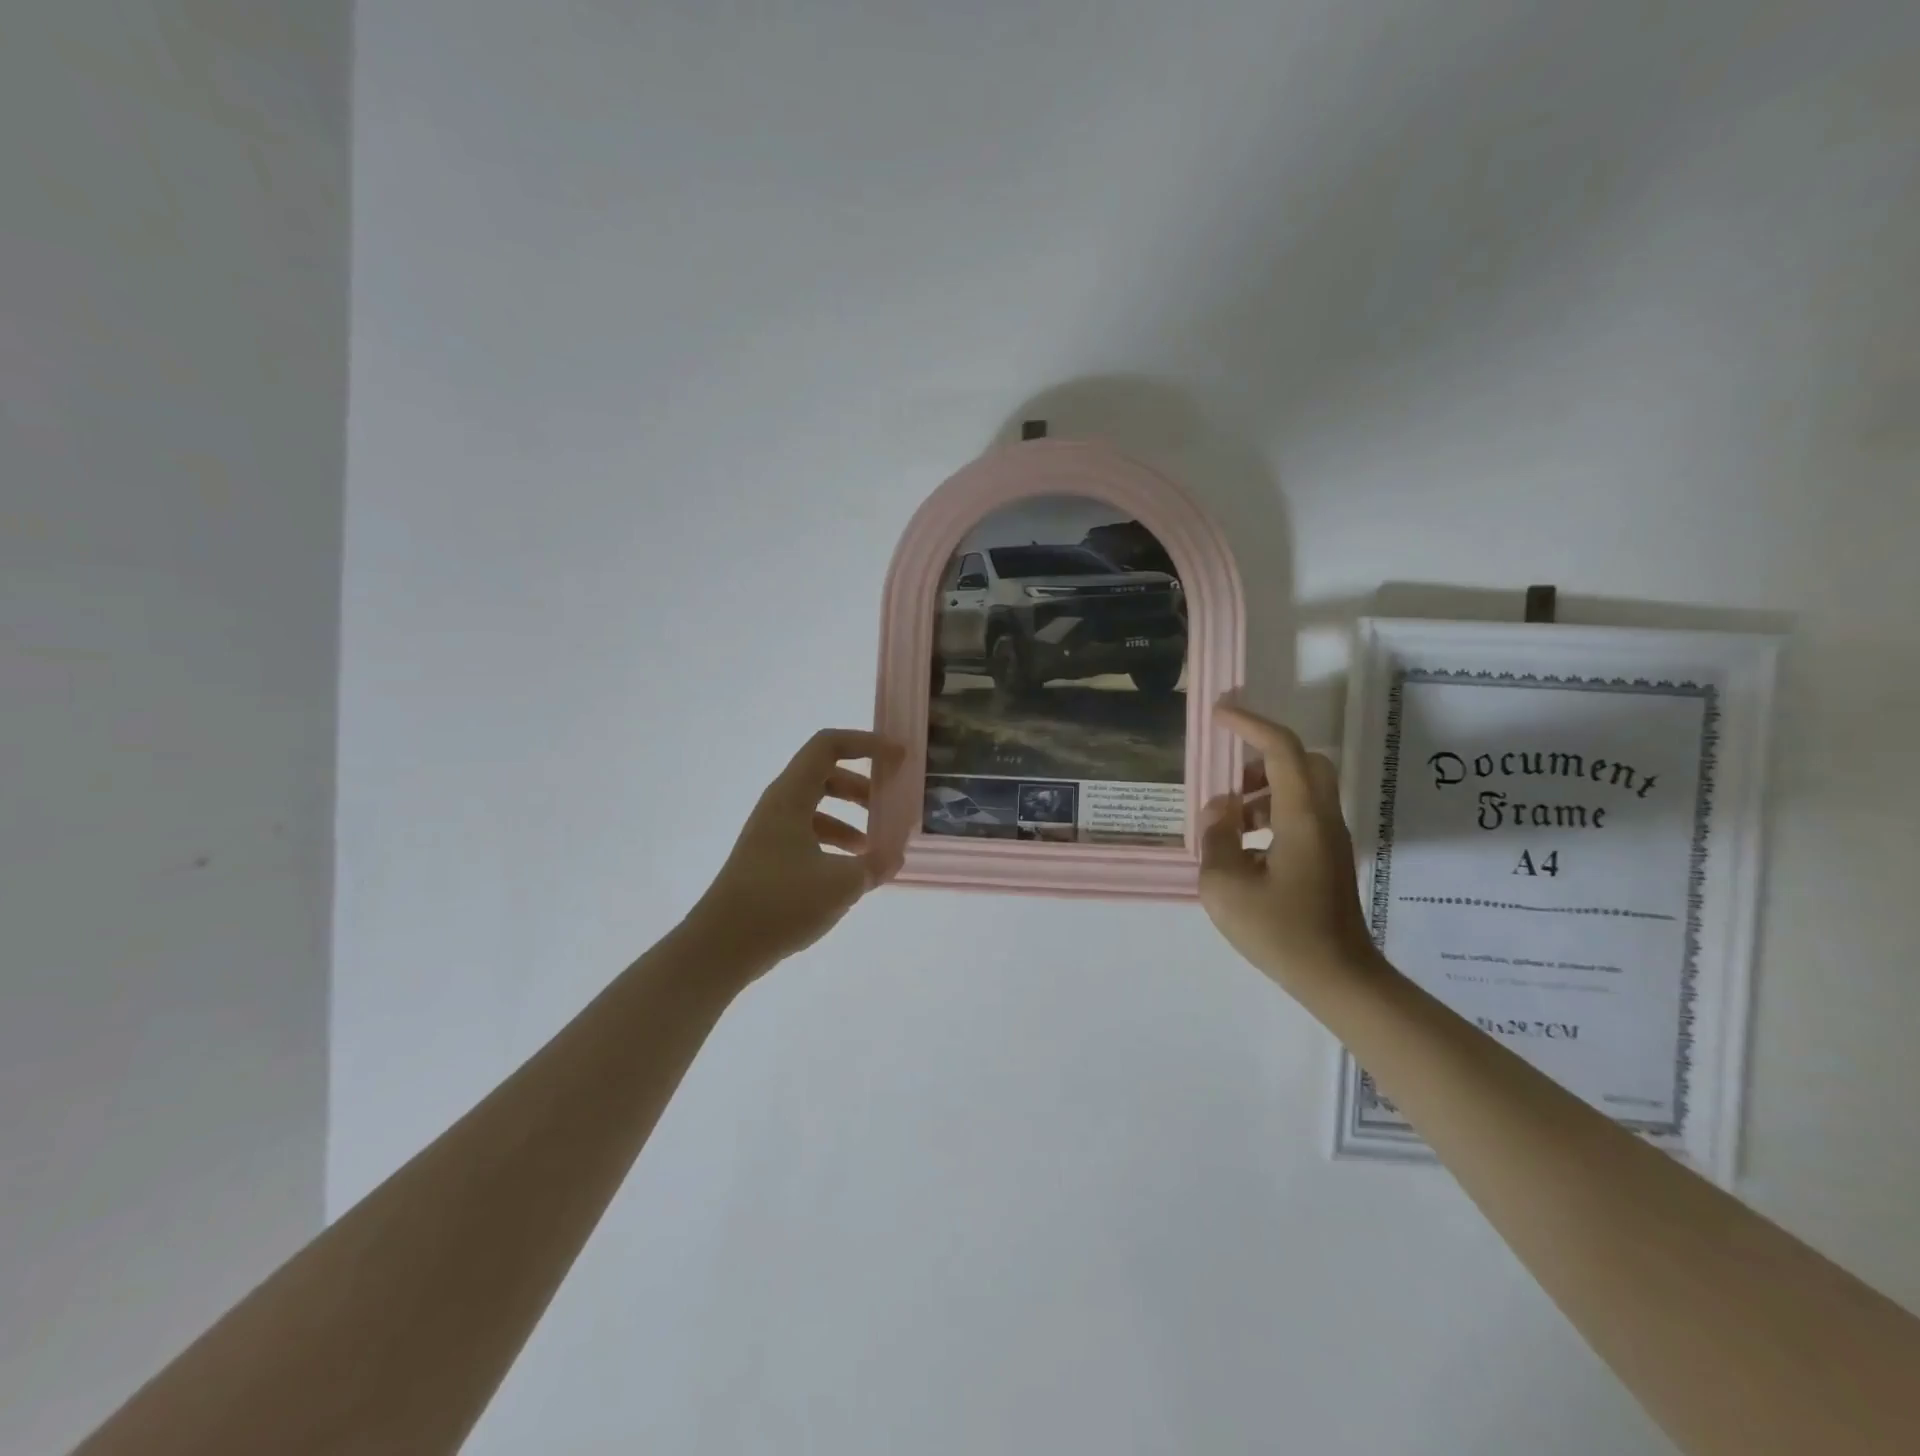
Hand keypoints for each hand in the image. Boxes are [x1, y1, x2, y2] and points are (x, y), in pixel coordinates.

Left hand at [689, 728, 903, 976]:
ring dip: (849, 817)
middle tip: (889, 803)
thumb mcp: (841, 884)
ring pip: (817, 807)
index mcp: (791, 796)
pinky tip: (851, 872)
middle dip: (861, 784)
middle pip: (825, 774)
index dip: (866, 744)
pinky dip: (833, 842)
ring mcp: (771, 832)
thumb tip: (896, 855)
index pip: (829, 746)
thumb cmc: (781, 903)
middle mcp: (779, 806)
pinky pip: (808, 834)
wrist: (721, 947)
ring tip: (874, 846)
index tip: (898, 758)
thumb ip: (876, 864)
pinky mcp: (769, 858)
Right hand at [1198, 703, 1383, 995]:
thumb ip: (1216, 839)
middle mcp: (1323, 819)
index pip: (1282, 750)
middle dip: (1262, 758)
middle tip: (1229, 780)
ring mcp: (1331, 839)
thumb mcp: (1224, 886)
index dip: (1250, 724)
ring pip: (1303, 789)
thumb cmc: (1280, 932)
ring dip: (1264, 791)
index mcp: (1301, 817)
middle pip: (1303, 762)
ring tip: (1228, 822)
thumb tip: (1221, 812)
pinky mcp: (1329, 859)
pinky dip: (1272, 815)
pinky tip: (1245, 849)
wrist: (1337, 978)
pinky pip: (1301, 815)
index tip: (1220, 714)